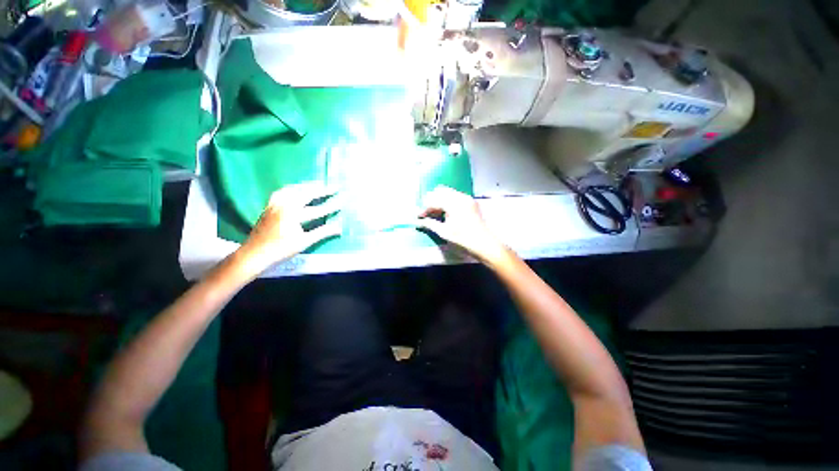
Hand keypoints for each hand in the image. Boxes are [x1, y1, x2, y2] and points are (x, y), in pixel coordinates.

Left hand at [236, 182, 340, 276]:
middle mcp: (284, 205)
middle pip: (305, 194)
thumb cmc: (281, 249)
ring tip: (316, 185)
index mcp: (293, 214)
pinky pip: (281, 192)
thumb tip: (339, 228)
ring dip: (306, 187)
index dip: (331, 207)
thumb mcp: (304, 242)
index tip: (342, 202)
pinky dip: (291, 189)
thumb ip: (322, 233)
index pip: (317, 209)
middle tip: (333, 187)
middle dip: (321, 190)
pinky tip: (295, 190)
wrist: (254, 254)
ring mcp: (274, 204)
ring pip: (292, 190)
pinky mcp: (268, 206)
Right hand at [418, 186, 507, 264]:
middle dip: (431, 200)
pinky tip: (444, 213)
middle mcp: (461, 197)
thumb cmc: (464, 239)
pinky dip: (447, 202)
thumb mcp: (444, 232)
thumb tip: (418, 221)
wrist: (485, 244)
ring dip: (439, 200)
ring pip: (448, 193)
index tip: (419, 217)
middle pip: (440, 191)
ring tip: (434, 213)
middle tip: (426, 213)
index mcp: (454, 203)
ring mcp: (467, 198)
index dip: (425, 208)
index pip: (434, 200)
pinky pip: (455, 196)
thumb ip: (430, 224)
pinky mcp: (471, 203)